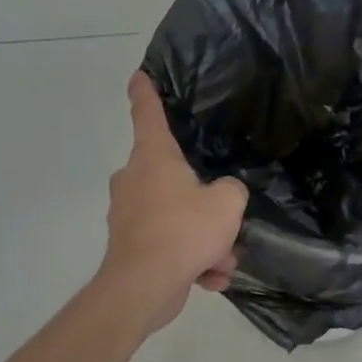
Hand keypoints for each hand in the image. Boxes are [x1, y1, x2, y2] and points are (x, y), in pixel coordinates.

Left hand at [100, 72, 248, 332]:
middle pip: (172, 174)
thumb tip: (223, 195)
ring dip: (203, 238)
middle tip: (224, 217)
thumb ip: (232, 190)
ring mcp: (129, 214)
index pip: (148, 114)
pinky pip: (169, 245)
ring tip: (221, 260)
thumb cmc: (184, 229)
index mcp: (153, 158)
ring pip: (176, 216)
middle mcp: (135, 180)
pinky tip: (208, 278)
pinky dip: (190, 260)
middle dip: (202, 199)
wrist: (144, 286)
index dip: (146, 92)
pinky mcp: (130, 246)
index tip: (139, 75)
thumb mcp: (227, 203)